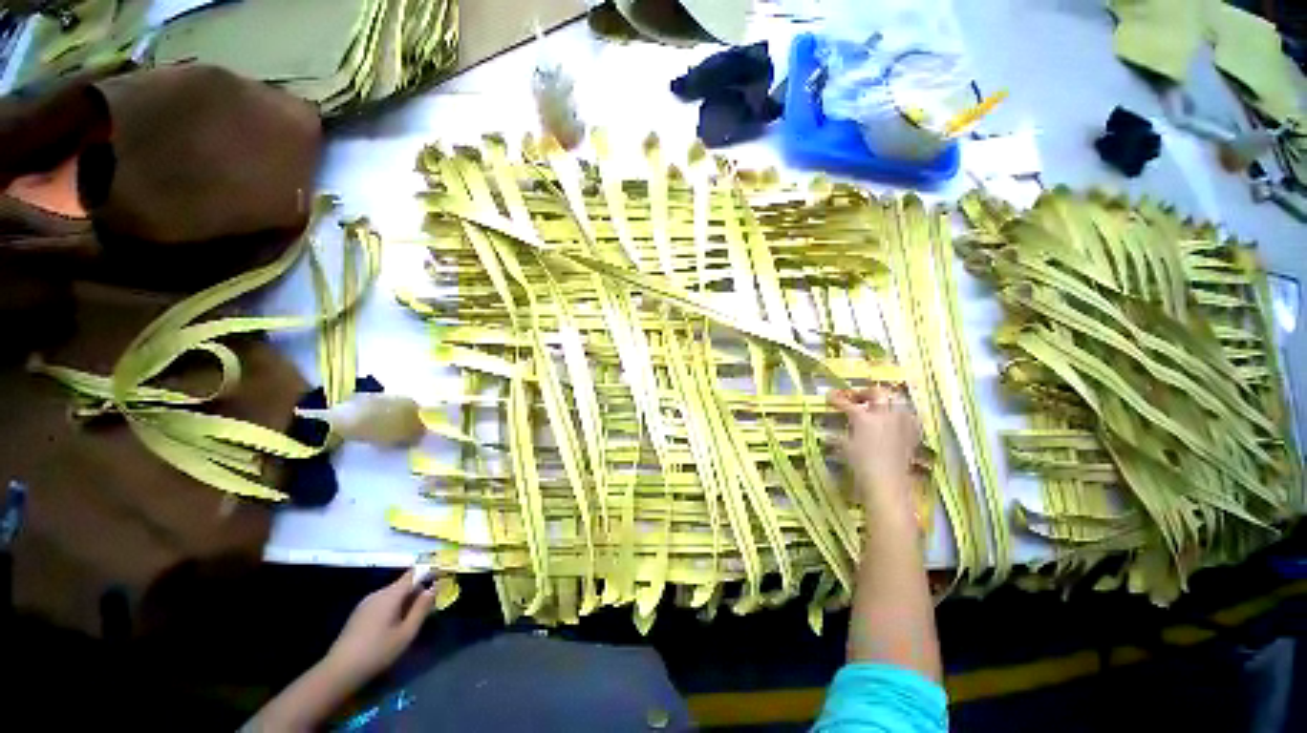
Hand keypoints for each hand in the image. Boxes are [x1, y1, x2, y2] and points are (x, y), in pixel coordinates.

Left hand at [321, 569, 435, 685]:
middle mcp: (378, 593)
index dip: (428, 572)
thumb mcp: (406, 633)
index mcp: (391, 594)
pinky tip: (395, 623)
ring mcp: (366, 602)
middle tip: (431, 604)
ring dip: (406, 599)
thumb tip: (433, 587)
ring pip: (393, 593)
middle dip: (418, 590)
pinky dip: (394, 606)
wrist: (339, 671)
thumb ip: (421, 609)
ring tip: (414, 616)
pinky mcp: (359, 613)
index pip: (414, 574)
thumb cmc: (378, 652)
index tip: (441, 577)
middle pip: (403, 583)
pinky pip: (383, 601)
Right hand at [828, 386, 922, 505]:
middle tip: (856, 398)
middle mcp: (883, 416)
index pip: (846, 403)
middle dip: (865, 393)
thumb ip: (839, 435)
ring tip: (877, 407)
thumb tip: (831, 432)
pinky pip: (907, 417)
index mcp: (863, 418)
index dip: (836, 399)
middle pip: (877, 393)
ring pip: (896, 402)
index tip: (829, 396)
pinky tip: (893, 422)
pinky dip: (899, 415)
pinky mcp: (910, 434)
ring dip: (885, 402)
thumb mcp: (844, 448)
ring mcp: (899, 424)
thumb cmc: (860, 466)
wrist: (886, 484)